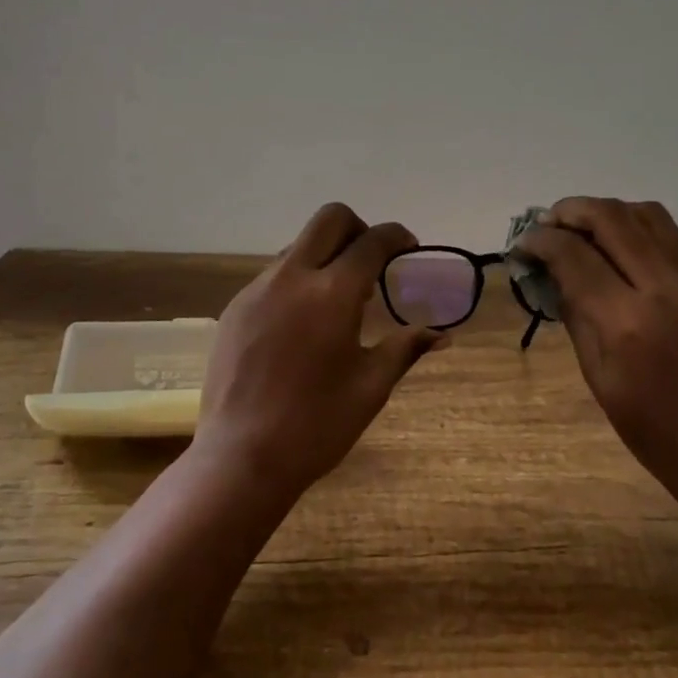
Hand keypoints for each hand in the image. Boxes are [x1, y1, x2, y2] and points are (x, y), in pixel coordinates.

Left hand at [193, 203, 445, 498]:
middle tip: (372, 265)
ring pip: (298, 246)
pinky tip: (302, 324)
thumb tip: (442, 335)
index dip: (397, 237)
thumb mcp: (371, 387)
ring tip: (338, 302)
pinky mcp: (235, 308)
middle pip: (330, 219)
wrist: (240, 457)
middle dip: (358, 229)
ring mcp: (257, 290)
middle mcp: (292, 277)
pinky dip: (297, 281)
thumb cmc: (316, 425)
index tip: (409, 249)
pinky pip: (273, 275)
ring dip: (325, 256)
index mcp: (332, 293)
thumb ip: (405, 349)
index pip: (372, 241)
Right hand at [513, 197, 677, 503]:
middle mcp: (661, 288)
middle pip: (612, 218)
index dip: (541, 241)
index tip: (523, 244)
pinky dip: (634, 230)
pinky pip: (668, 238)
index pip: (574, 255)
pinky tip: (617, 250)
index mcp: (625, 321)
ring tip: (582, 228)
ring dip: (607, 212)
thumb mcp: (597, 376)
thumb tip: (552, 273)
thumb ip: (575, 315)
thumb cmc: (650, 428)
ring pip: (646, 216)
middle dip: (570, 211)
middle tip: (547, 224)